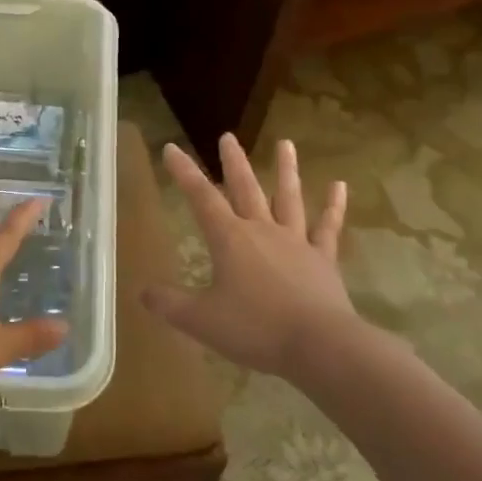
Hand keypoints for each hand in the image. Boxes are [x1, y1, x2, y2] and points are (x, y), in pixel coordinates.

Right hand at [145, 135, 352, 379]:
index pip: (201, 197)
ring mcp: (296, 241)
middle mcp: (262, 230)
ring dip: (286, 170)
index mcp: (230, 239)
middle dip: (233, 162)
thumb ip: (170, 304)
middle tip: (228, 135)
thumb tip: (142, 291)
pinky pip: (328, 227)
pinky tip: (340, 186)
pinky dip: (334, 206)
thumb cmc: (256, 329)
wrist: (319, 345)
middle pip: (245, 188)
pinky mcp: (323, 259)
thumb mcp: (202, 321)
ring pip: (288, 197)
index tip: (171, 147)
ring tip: (286, 142)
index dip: (184, 171)